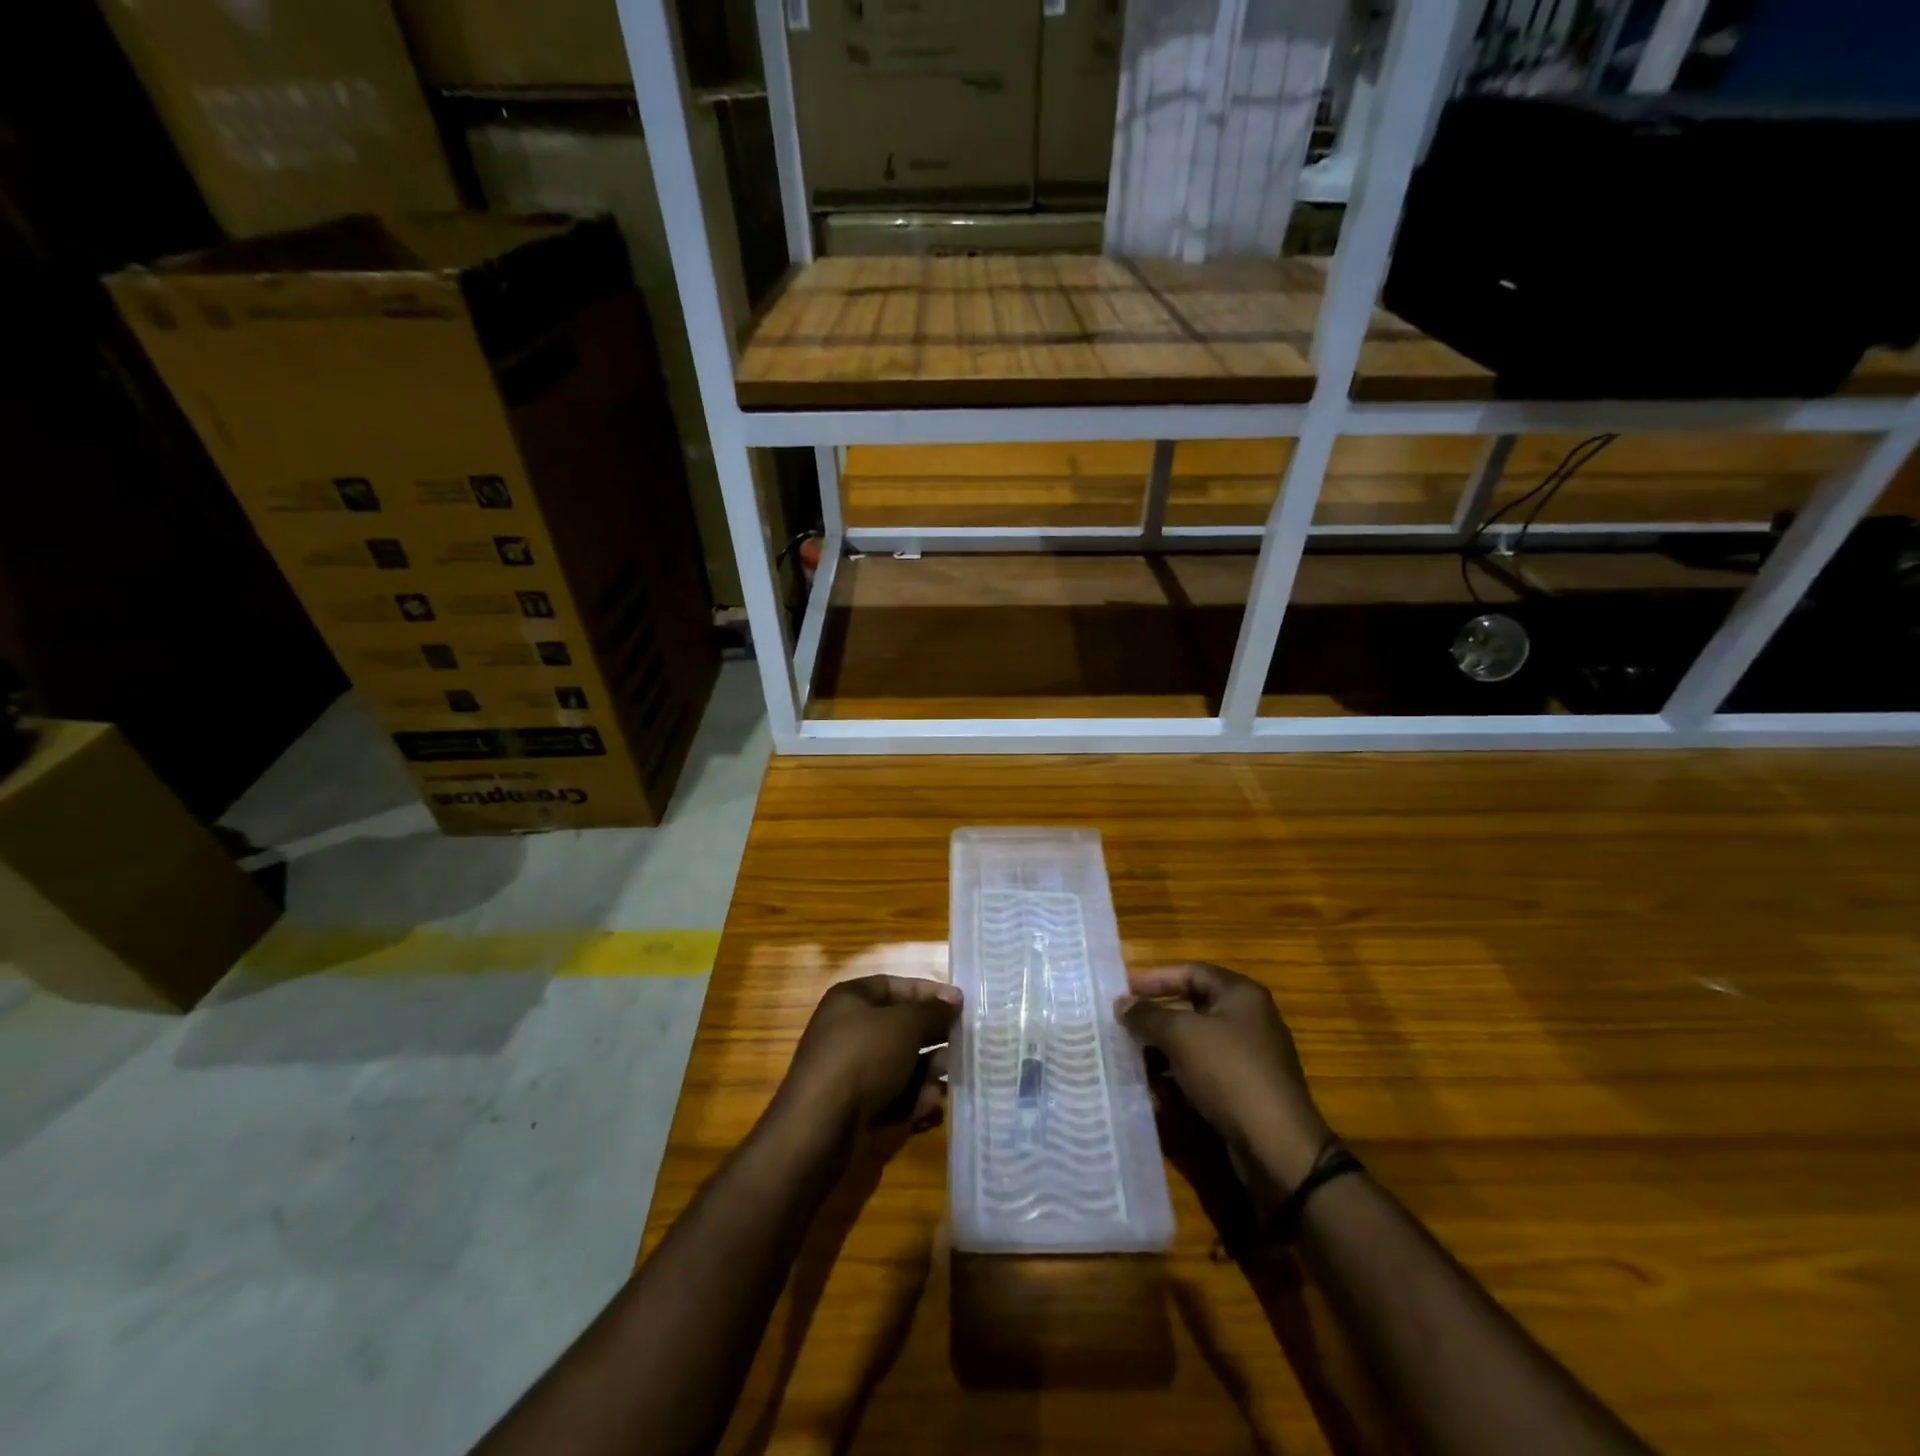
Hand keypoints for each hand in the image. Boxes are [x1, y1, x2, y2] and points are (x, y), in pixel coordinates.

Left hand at [775, 975, 960, 1146]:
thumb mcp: (905, 1024)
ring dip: (927, 1076)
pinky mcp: (856, 1108)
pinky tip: (927, 1112)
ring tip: (942, 1086)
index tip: (961, 1005)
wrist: (820, 1128)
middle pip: (901, 1028)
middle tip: (963, 1048)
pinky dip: (912, 1104)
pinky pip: (893, 1098)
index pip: (896, 986)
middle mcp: (849, 1031)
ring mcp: (851, 1072)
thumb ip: (933, 1011)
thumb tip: (953, 1002)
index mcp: (851, 1000)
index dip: (929, 993)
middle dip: (933, 1039)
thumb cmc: (863, 1058)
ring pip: (901, 1066)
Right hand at [1118, 963, 1330, 1191]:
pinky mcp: (1245, 1092)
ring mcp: (1249, 1058)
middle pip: (1192, 1008)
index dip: (1155, 978)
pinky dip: (1179, 1078)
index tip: (1124, 992)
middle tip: (1123, 1026)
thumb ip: (1147, 1015)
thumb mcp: (1180, 1035)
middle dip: (1156, 1018)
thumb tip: (1122, 1004)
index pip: (1191, 972)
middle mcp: (1249, 1020)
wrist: (1277, 1146)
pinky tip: (1155, 1092)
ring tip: (1131, 1060)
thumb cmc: (1228, 1072)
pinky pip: (1204, 1074)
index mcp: (1241, 995)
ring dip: (1163, 1051)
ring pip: (1195, 1044)